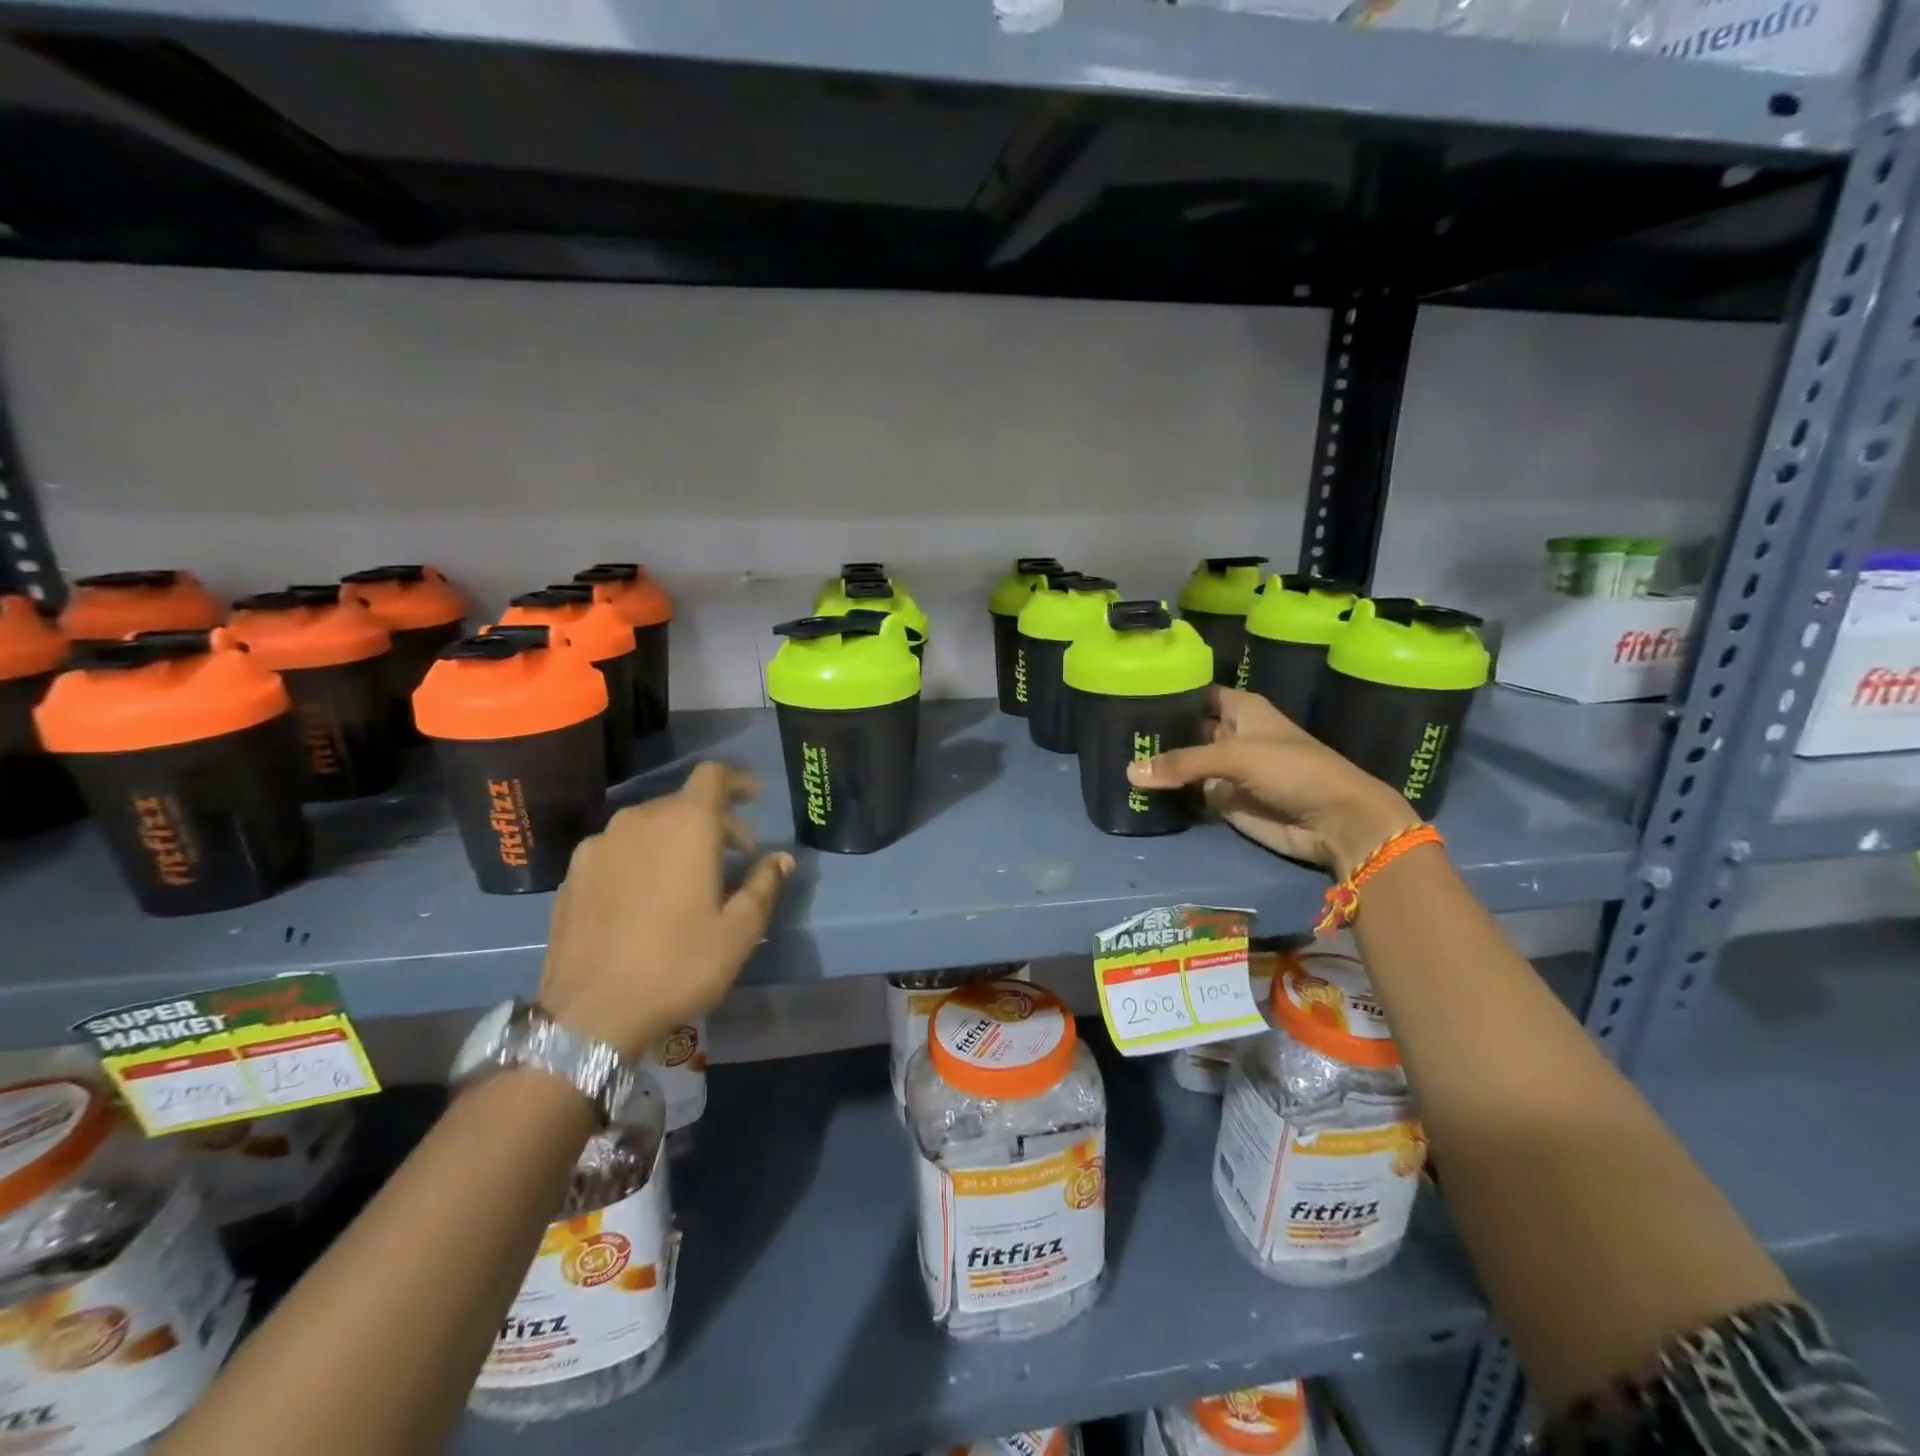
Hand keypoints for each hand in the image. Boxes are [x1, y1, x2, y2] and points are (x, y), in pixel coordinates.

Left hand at [538, 762, 792, 1058]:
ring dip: (676, 841)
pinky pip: (618, 850)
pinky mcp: (573, 874)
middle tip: (735, 858)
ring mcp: (599, 846)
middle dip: (714, 821)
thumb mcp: (739, 931)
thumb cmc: (678, 965)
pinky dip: (642, 859)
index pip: (713, 776)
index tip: (755, 798)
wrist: (590, 1014)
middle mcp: (638, 821)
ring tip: (688, 881)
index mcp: (684, 825)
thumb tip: (781, 858)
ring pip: (648, 826)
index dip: (738, 781)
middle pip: (683, 803)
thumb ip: (765, 884)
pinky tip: (646, 899)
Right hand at [1126, 687, 1418, 877]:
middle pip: (1185, 729)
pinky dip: (1166, 791)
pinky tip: (1132, 786)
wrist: (1333, 821)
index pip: (1198, 694)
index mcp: (1241, 710)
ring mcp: (1225, 770)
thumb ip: (1182, 763)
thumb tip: (1129, 773)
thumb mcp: (1235, 756)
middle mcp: (1230, 736)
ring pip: (1183, 763)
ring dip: (1158, 764)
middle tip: (1112, 731)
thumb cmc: (1293, 770)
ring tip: (1113, 756)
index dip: (1171, 693)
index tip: (1131, 694)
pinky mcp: (1222, 801)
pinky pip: (1187, 792)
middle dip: (1156, 732)